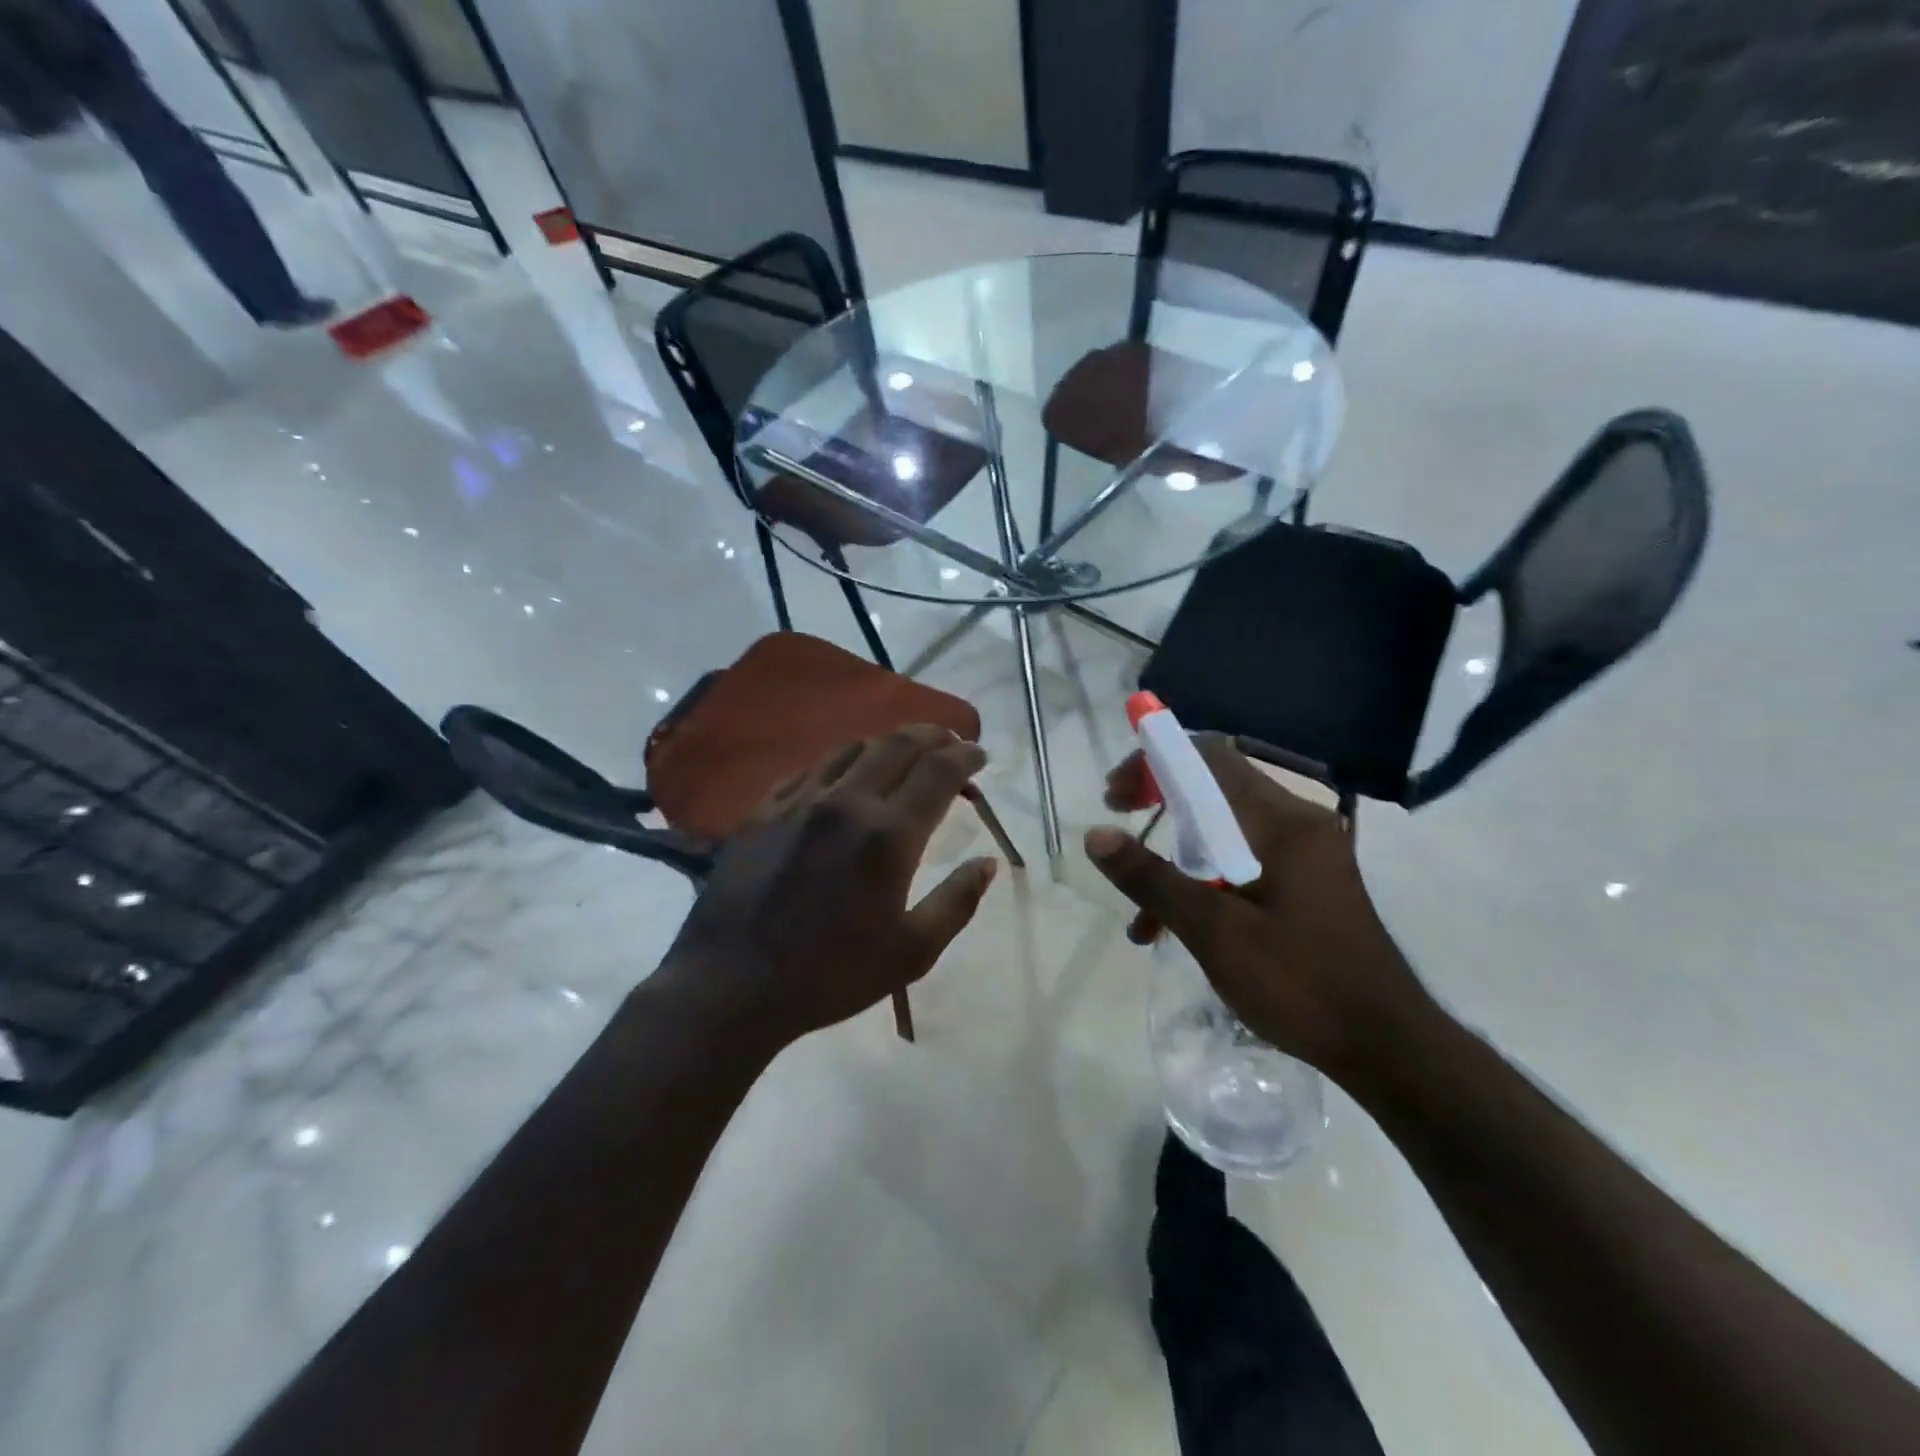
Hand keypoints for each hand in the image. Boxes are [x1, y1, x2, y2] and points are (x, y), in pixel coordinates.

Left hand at [664, 726, 999, 1047]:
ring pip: (853, 746)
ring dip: (888, 742)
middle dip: (933, 736)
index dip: (965, 756)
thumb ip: (957, 902)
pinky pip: (812, 767)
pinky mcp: (765, 809)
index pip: (939, 771)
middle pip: (898, 745)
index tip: (980, 756)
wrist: (732, 984)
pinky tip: (845, 775)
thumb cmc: (831, 975)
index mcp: (888, 835)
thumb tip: (988, 862)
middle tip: (950, 742)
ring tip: (904, 753)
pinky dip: (842, 760)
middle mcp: (846, 802)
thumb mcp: (912, 953)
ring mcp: (800, 801)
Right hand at [1084, 734, 1432, 1082]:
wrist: (1386, 1047)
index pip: (1208, 757)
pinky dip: (1205, 880)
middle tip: (1119, 831)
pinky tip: (1177, 931)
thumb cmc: (1300, 984)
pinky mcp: (1306, 881)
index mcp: (1281, 822)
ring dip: (1177, 856)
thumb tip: (1095, 835)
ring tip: (1141, 913)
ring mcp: (1306, 852)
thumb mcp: (1215, 932)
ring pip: (1224, 828)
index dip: (1154, 763)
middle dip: (1159, 807)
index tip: (1115, 797)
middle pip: (1214, 787)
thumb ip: (1152, 879)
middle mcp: (1297, 823)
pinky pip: (1243, 858)